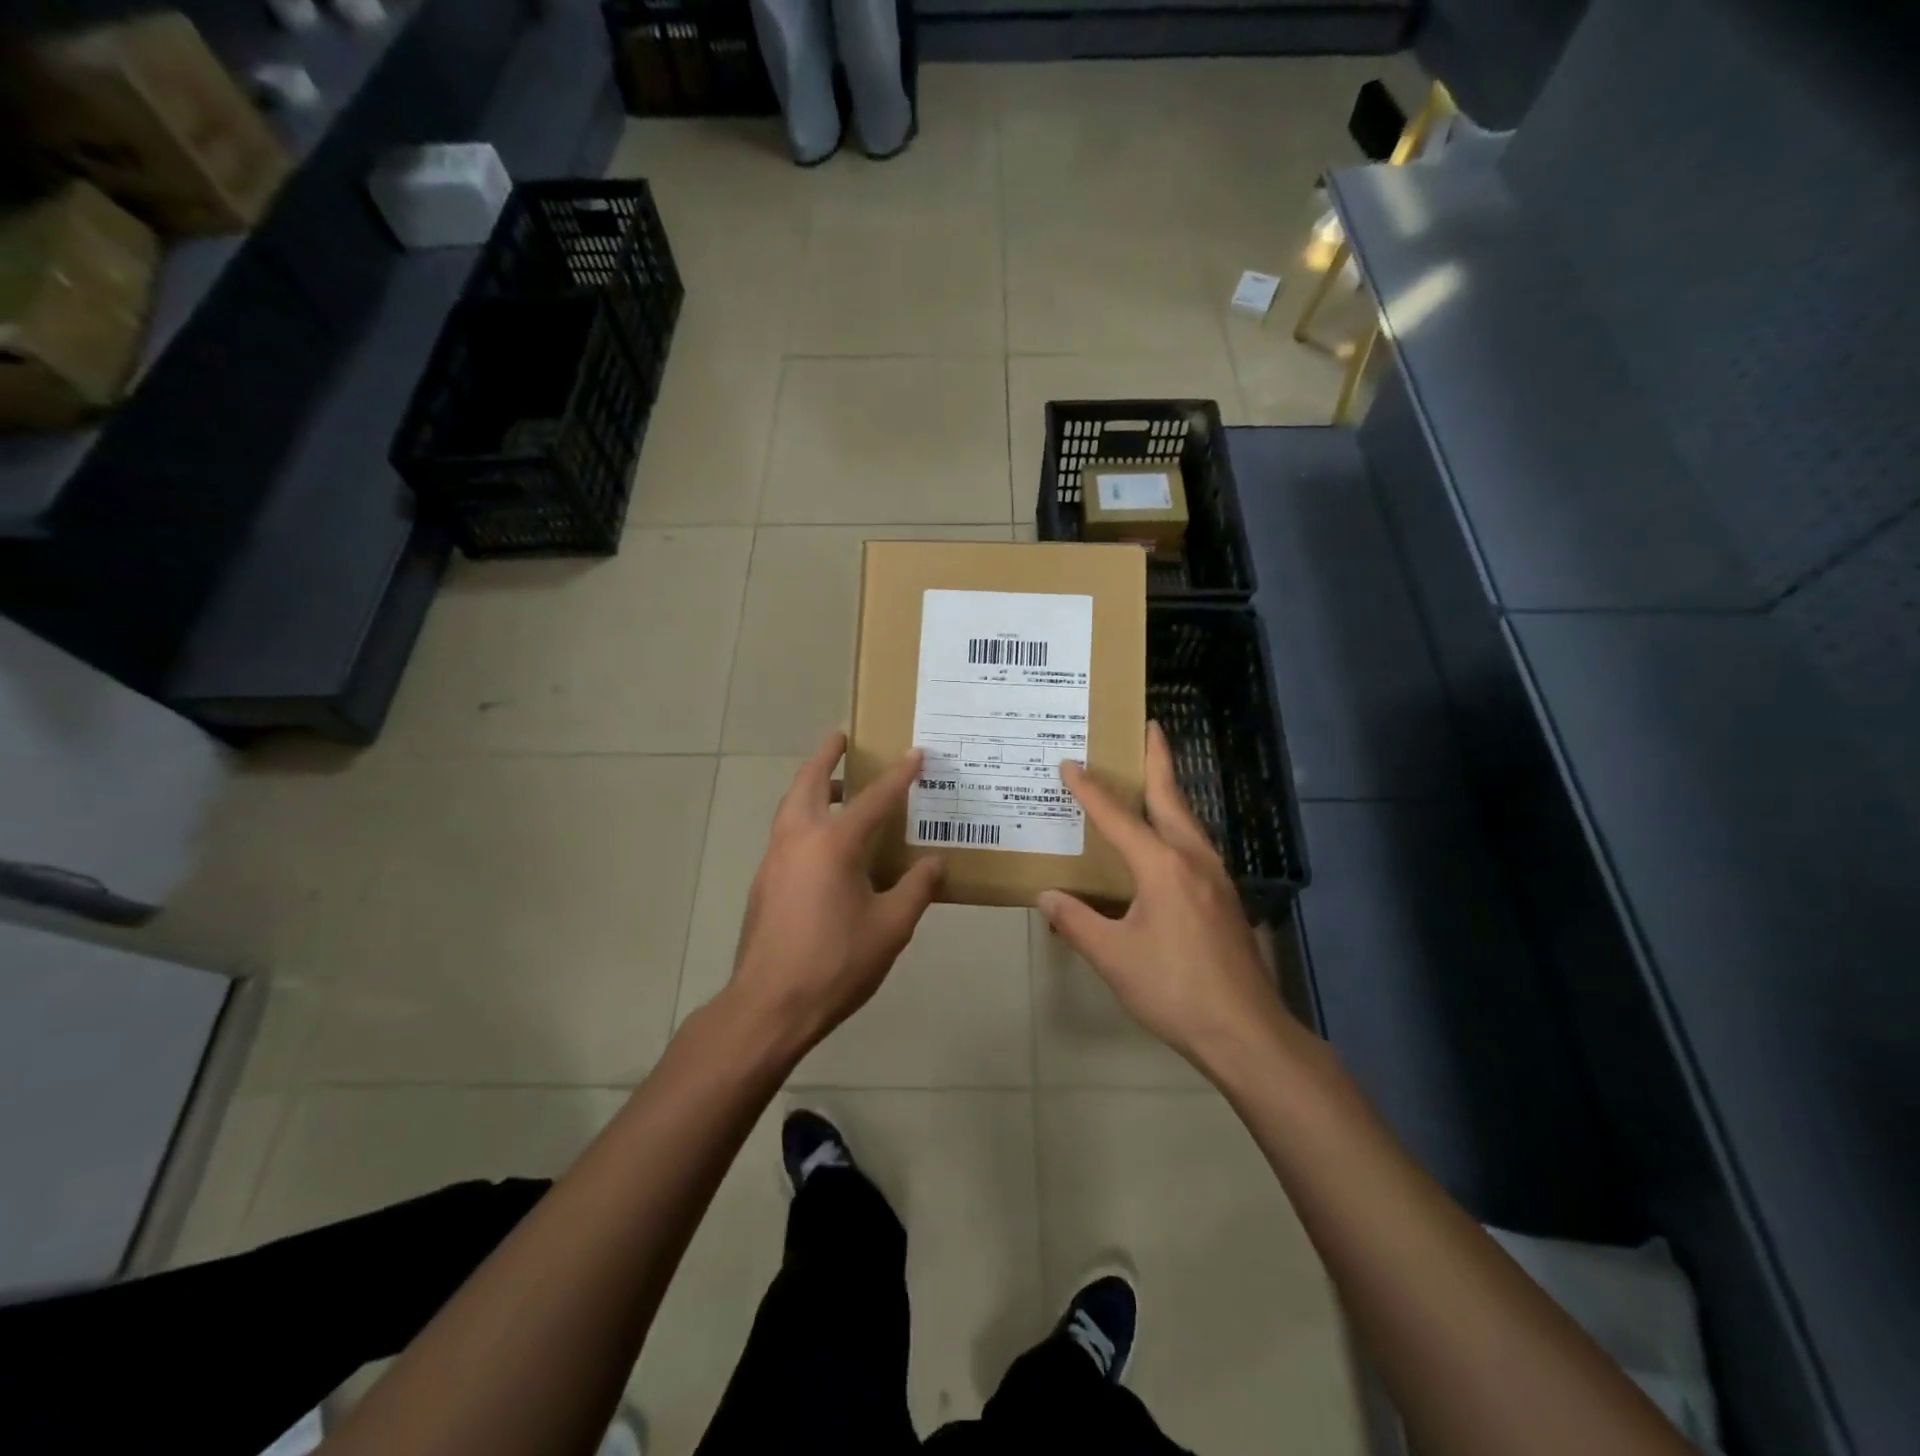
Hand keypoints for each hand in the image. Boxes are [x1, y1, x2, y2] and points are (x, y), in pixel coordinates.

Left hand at [726, 732, 943, 1051]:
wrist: (769, 1005)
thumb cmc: (835, 963)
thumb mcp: (890, 927)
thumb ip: (916, 888)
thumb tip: (935, 862)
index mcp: (832, 844)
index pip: (873, 799)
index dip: (898, 776)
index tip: (915, 753)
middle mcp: (798, 839)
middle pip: (808, 782)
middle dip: (826, 756)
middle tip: (842, 738)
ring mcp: (774, 859)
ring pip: (790, 806)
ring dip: (812, 786)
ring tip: (838, 788)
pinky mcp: (763, 881)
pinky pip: (786, 832)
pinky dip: (804, 817)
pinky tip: (825, 843)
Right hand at [1038, 723, 1290, 1069]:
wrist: (1245, 1031)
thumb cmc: (1174, 989)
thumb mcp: (1113, 957)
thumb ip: (1077, 922)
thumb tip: (1046, 896)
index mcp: (1162, 866)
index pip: (1118, 817)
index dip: (1090, 790)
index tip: (1069, 763)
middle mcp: (1193, 859)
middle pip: (1171, 798)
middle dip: (1159, 760)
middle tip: (1149, 727)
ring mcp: (1215, 877)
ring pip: (1188, 821)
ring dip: (1170, 792)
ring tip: (1153, 776)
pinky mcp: (1224, 898)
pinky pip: (1195, 844)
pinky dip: (1177, 824)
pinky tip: (1167, 840)